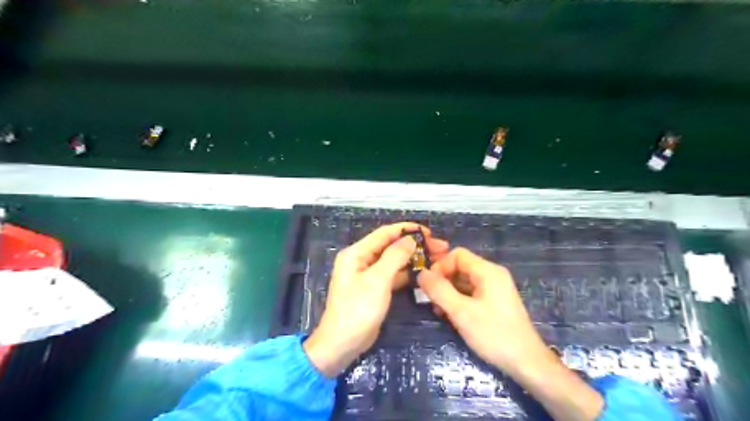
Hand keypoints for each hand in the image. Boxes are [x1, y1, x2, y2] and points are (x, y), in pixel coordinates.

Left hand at [303, 222, 447, 376]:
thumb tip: (411, 239)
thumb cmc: (358, 309)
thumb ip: (394, 256)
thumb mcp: (377, 280)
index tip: (430, 232)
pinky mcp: (375, 288)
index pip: (385, 233)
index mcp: (357, 253)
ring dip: (413, 259)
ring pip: (394, 261)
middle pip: (391, 246)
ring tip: (437, 259)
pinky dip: (408, 273)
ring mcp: (368, 275)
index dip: (407, 229)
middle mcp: (361, 260)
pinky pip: (393, 275)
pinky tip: (424, 273)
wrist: (343, 344)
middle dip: (414, 245)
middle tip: (440, 248)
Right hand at [416, 247, 601, 420]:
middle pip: (460, 267)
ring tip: (439, 310)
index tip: (429, 285)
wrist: (527, 363)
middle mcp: (492, 275)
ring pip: (464, 281)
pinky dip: (458, 300)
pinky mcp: (495, 302)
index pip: (457, 255)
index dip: (440, 266)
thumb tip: (420, 273)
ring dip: (448, 292)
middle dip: (443, 280)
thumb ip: (439, 290)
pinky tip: (451, 316)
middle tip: (431, 300)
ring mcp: (495, 289)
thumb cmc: (494, 334)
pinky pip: (471, 293)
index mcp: (488, 271)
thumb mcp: (461, 312)